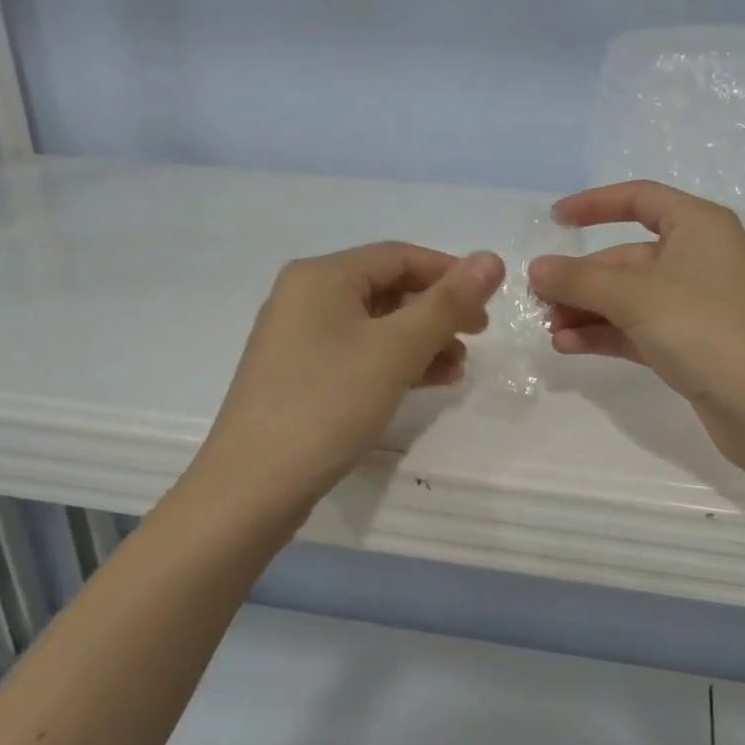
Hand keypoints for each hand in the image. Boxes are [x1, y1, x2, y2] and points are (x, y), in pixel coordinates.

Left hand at [189, 243, 504, 529]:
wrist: (253, 487)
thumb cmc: (328, 403)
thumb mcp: (396, 349)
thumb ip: (447, 303)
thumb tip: (491, 258)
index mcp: (322, 276)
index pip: (399, 256)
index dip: (449, 272)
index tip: (489, 300)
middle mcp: (306, 297)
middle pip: (388, 289)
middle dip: (437, 311)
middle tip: (478, 335)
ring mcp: (300, 339)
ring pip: (376, 325)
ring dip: (422, 340)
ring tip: (459, 367)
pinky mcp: (301, 376)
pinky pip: (359, 354)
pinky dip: (396, 363)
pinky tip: (429, 382)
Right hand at [528, 181, 744, 483]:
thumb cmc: (707, 329)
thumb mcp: (636, 297)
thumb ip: (580, 280)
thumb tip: (536, 268)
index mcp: (697, 227)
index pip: (640, 199)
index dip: (595, 204)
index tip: (555, 220)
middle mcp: (698, 259)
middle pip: (627, 257)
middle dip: (582, 278)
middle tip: (538, 300)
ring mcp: (695, 305)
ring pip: (629, 298)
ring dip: (587, 310)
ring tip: (548, 328)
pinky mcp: (691, 345)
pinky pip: (638, 329)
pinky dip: (605, 334)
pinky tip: (568, 346)